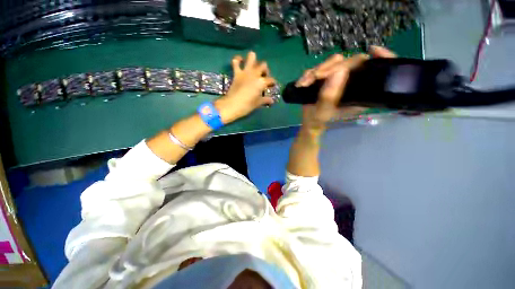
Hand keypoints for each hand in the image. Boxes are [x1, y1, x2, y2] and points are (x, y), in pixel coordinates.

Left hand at [215, 51, 275, 123]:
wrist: (232, 105)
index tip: (272, 86)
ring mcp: (245, 72)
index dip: (273, 83)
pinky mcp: (237, 73)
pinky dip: (238, 60)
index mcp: (262, 82)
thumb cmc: (247, 105)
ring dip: (253, 59)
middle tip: (263, 76)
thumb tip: (272, 101)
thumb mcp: (258, 103)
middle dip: (265, 70)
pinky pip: (236, 62)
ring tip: (253, 66)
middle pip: (263, 65)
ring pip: (251, 57)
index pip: (270, 80)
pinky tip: (239, 61)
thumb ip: (265, 100)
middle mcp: (255, 74)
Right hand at [296, 46, 395, 131]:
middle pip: (349, 61)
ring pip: (333, 62)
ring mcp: (338, 78)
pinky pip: (320, 67)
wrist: (309, 121)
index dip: (381, 57)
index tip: (373, 51)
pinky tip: (302, 83)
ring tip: (304, 84)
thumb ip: (329, 95)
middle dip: (329, 68)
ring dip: (316, 71)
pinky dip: (309, 74)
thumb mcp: (323, 111)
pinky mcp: (327, 77)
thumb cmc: (318, 120)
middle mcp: (351, 82)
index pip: (375, 70)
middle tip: (315, 78)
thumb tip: (338, 70)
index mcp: (358, 92)